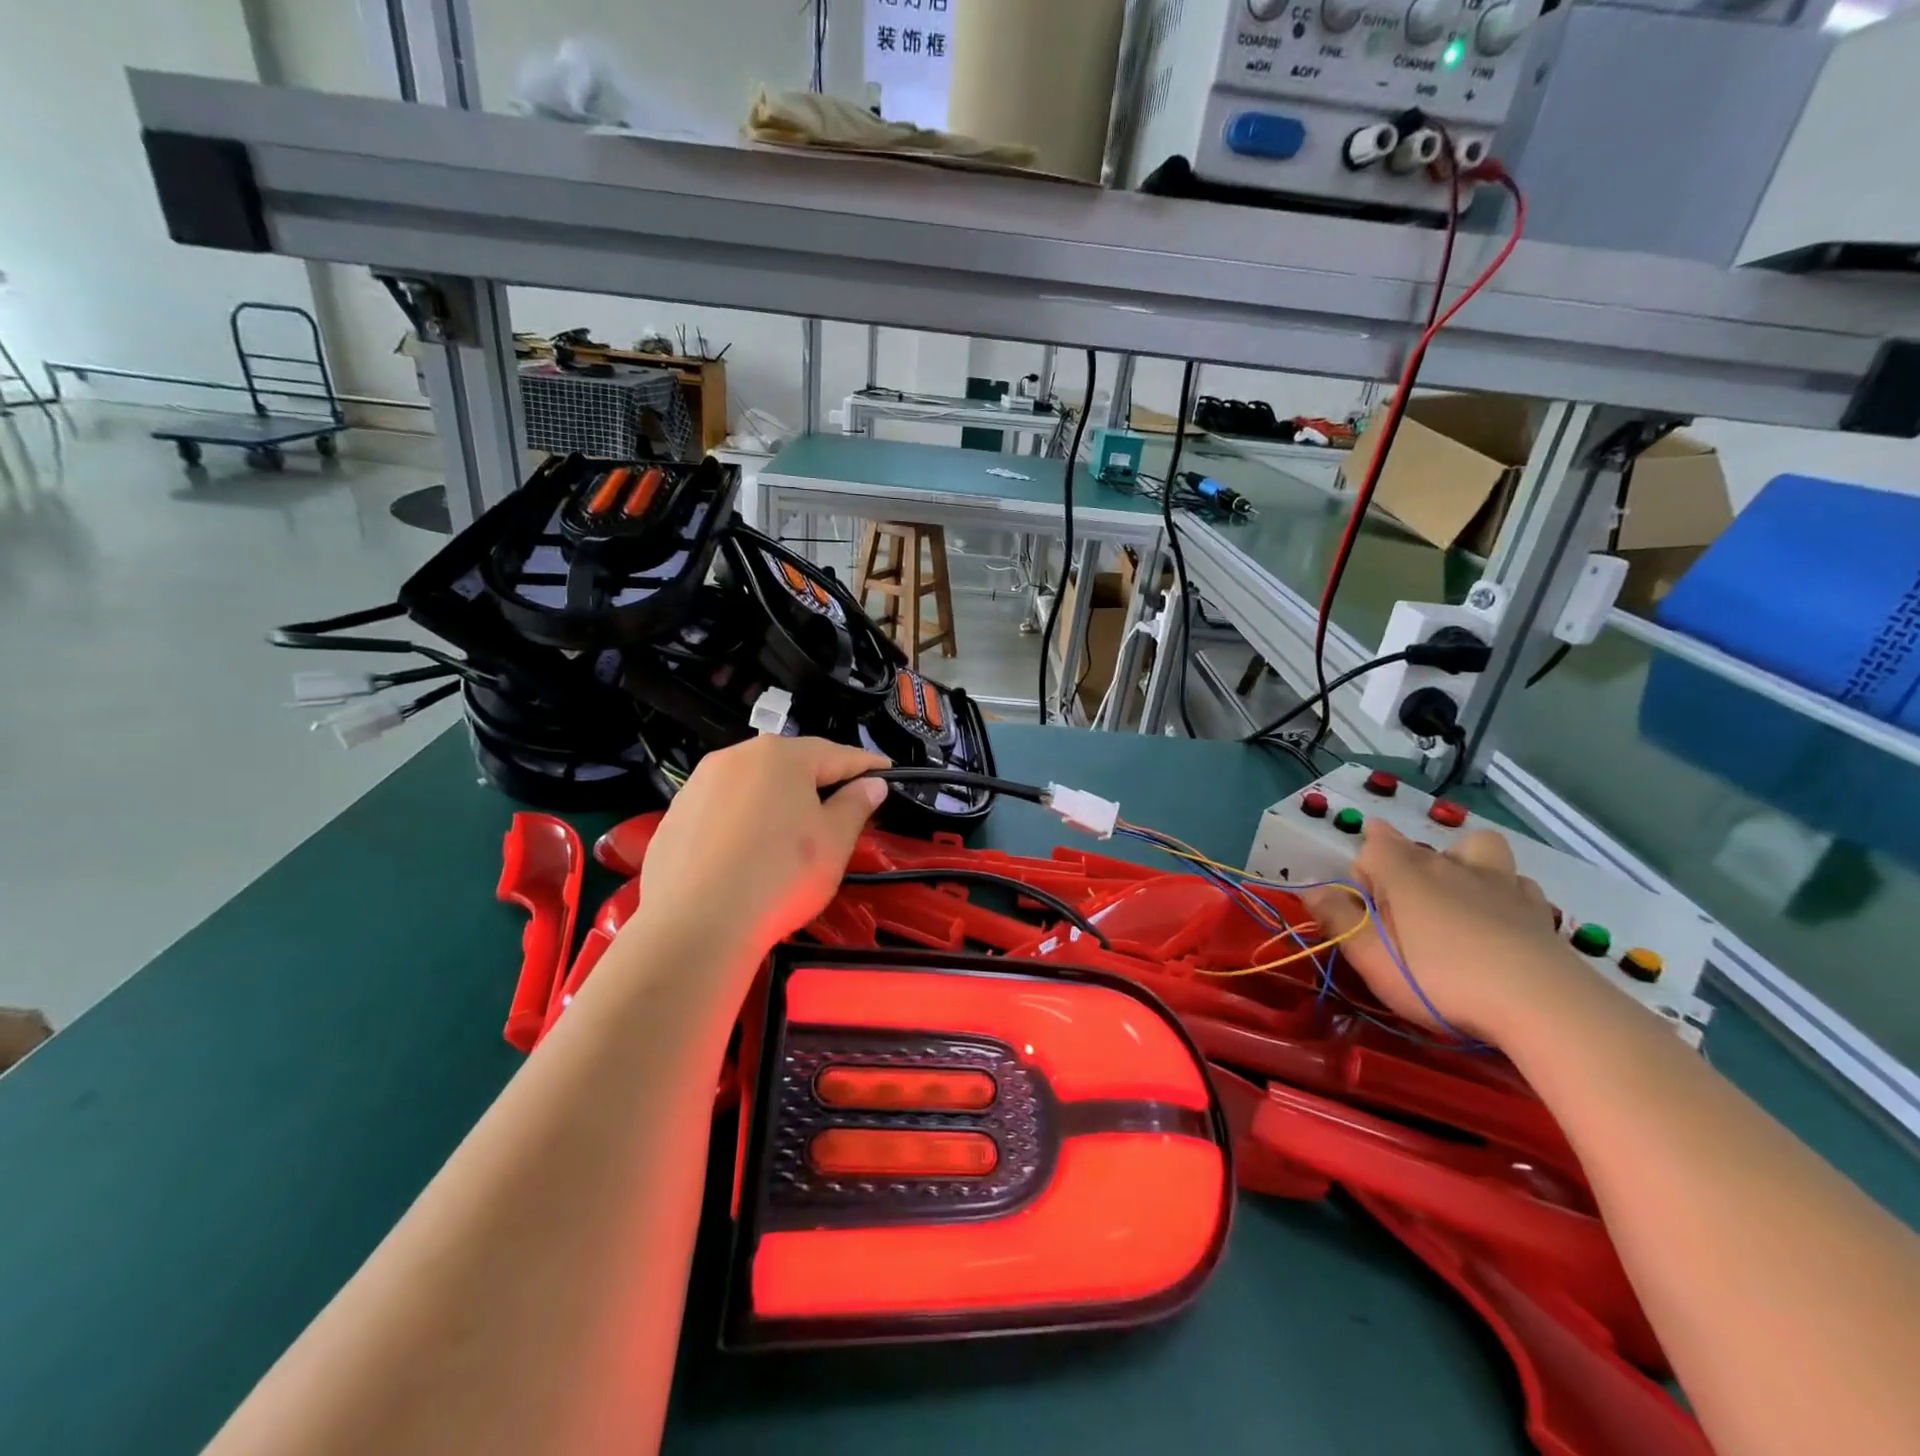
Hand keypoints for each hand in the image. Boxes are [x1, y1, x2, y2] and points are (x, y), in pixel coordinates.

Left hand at [636, 737, 889, 968]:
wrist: (694, 926)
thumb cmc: (779, 876)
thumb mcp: (834, 843)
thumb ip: (856, 805)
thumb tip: (871, 784)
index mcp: (780, 756)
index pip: (837, 754)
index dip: (866, 766)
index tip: (886, 773)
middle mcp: (736, 757)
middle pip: (790, 765)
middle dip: (819, 781)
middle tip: (842, 807)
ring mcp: (699, 785)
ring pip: (753, 785)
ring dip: (777, 800)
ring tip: (792, 832)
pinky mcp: (674, 817)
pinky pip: (723, 810)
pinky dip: (743, 822)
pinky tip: (749, 853)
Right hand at [1299, 821, 1573, 1041]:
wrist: (1544, 1006)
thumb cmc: (1442, 980)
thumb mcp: (1373, 958)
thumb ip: (1338, 919)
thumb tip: (1311, 890)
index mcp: (1405, 874)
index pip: (1373, 846)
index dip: (1363, 873)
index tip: (1365, 908)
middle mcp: (1450, 866)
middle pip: (1418, 848)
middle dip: (1403, 869)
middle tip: (1403, 915)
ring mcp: (1499, 884)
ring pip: (1475, 850)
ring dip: (1461, 863)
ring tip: (1456, 900)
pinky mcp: (1538, 910)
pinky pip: (1515, 883)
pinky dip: (1503, 892)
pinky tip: (1500, 920)